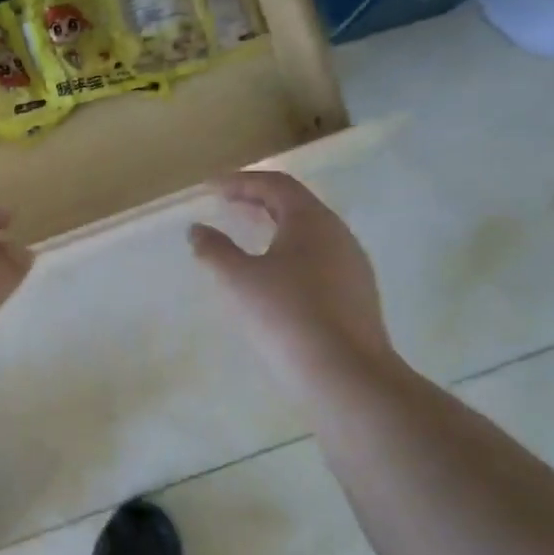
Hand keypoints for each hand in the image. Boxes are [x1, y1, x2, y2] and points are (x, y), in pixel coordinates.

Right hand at [190, 171, 397, 398]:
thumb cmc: (287, 316)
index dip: (240, 181)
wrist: (345, 373)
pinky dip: (291, 254)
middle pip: (296, 205)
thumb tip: (197, 230)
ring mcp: (352, 265)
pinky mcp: (356, 294)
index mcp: (311, 220)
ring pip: (310, 234)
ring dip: (276, 227)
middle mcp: (338, 234)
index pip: (275, 184)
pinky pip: (319, 259)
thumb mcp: (240, 281)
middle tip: (228, 204)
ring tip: (249, 237)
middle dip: (259, 200)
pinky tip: (276, 277)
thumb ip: (215, 251)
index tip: (211, 188)